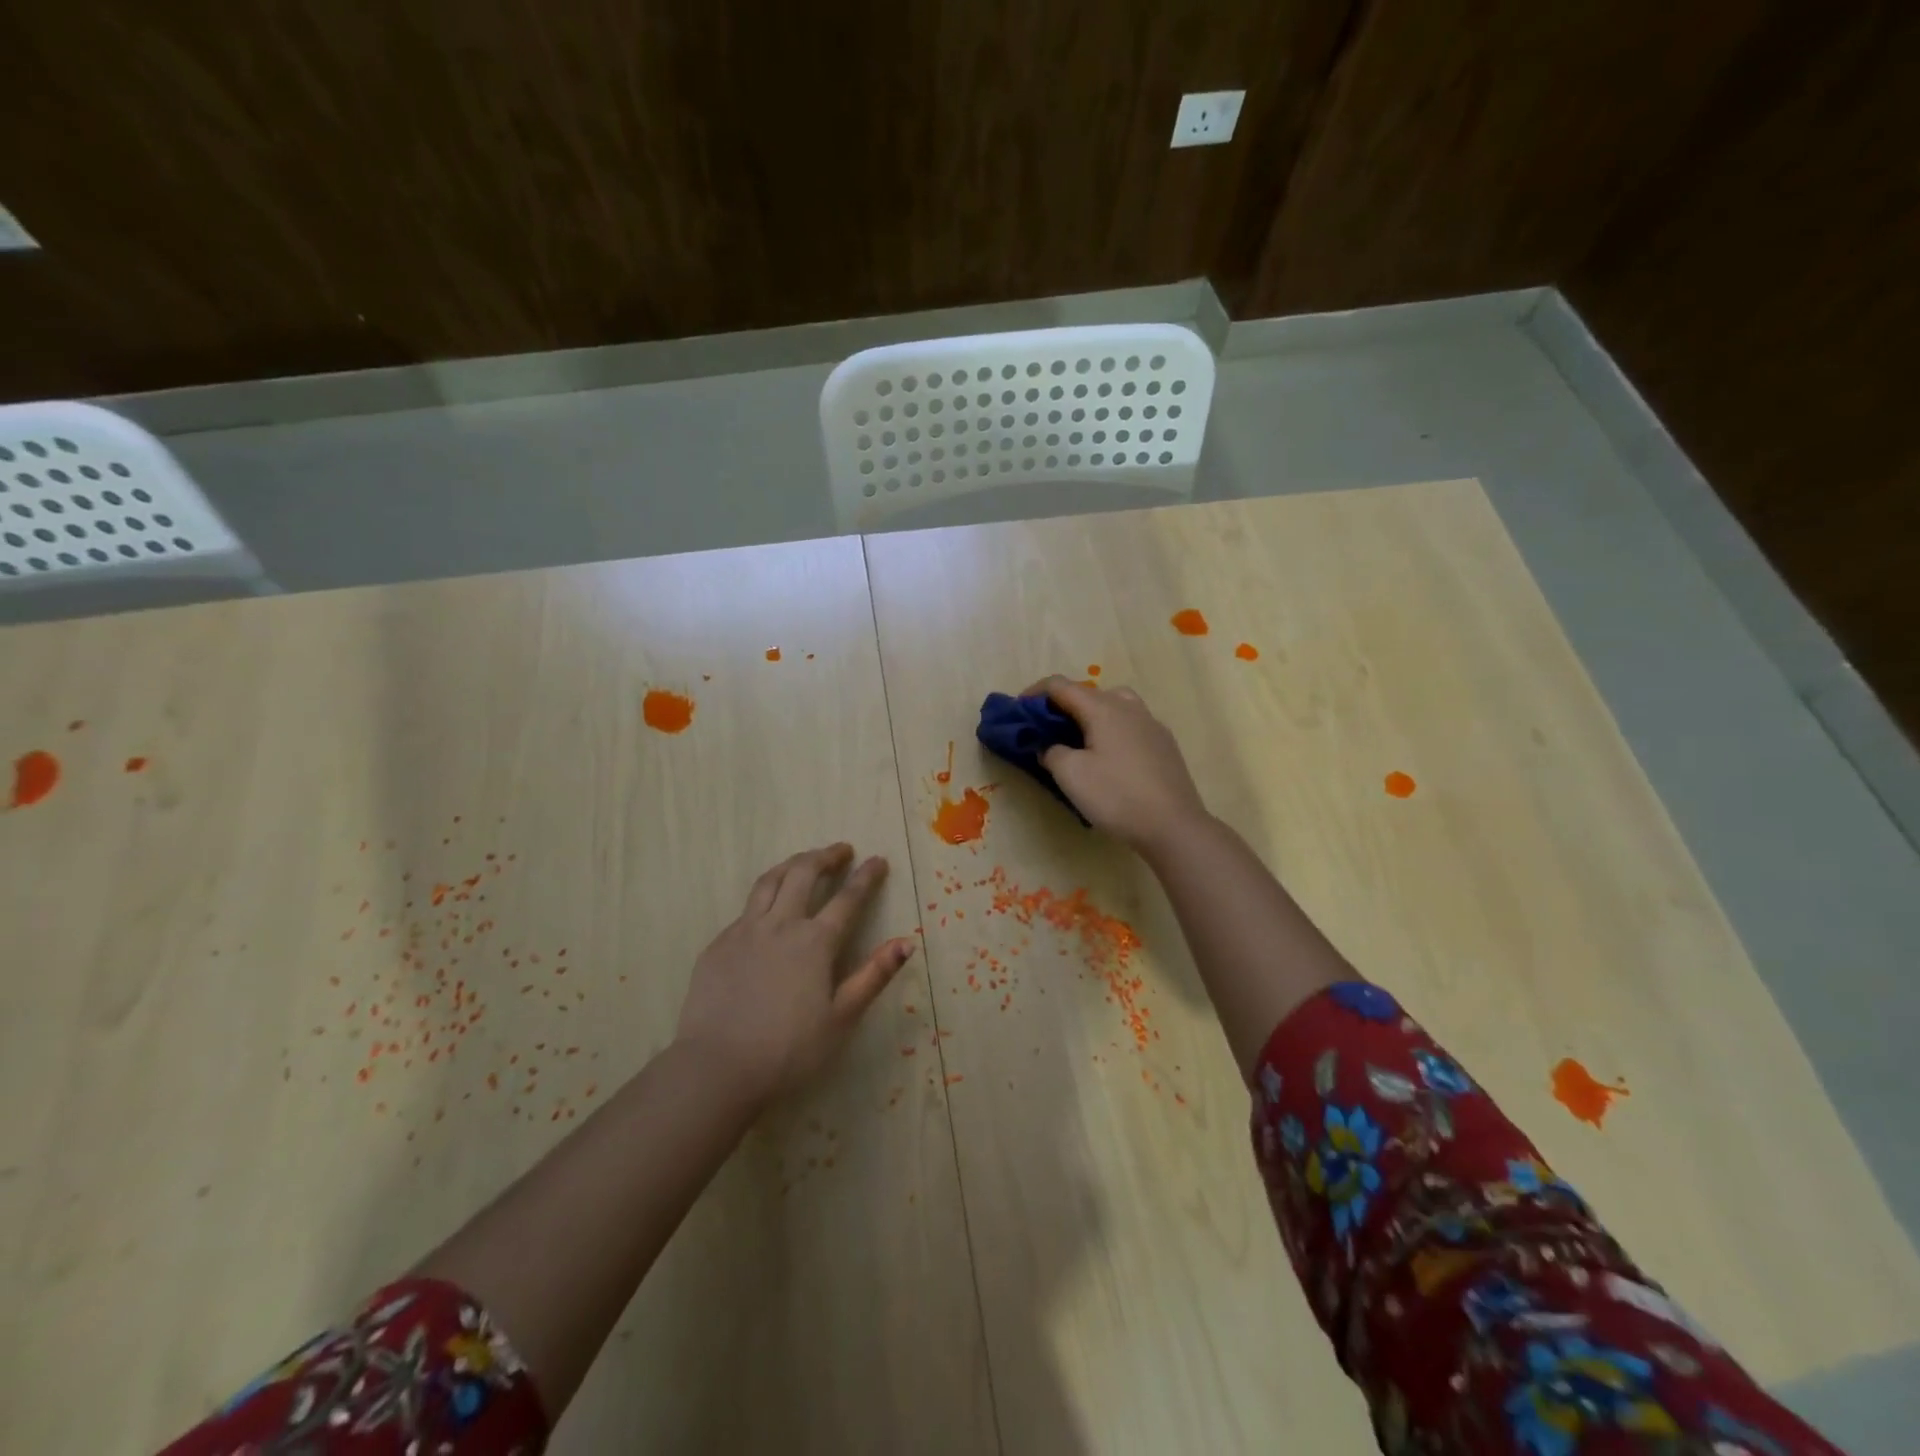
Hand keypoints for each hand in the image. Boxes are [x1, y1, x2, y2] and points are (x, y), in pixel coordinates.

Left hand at [674, 843, 914, 1105]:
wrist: (717, 1068)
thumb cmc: (788, 1050)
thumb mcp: (841, 1018)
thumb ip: (873, 976)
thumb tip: (906, 942)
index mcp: (814, 942)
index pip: (848, 898)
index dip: (866, 876)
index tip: (878, 860)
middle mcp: (780, 925)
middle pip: (804, 873)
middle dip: (826, 856)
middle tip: (842, 851)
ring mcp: (744, 931)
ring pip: (770, 881)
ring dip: (792, 864)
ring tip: (804, 860)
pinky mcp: (719, 945)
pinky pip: (746, 910)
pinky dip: (765, 897)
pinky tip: (767, 911)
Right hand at [1025, 676, 1209, 852]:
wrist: (1173, 825)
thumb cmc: (1116, 796)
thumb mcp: (1070, 775)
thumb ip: (1052, 752)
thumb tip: (1049, 746)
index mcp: (1103, 708)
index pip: (1061, 686)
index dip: (1035, 692)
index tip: (1019, 709)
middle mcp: (1129, 707)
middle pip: (1089, 693)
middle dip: (1063, 705)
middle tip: (1047, 728)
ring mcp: (1152, 724)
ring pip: (1115, 705)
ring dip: (1091, 714)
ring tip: (1080, 739)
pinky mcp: (1165, 745)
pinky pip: (1131, 725)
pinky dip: (1112, 729)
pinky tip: (1110, 757)